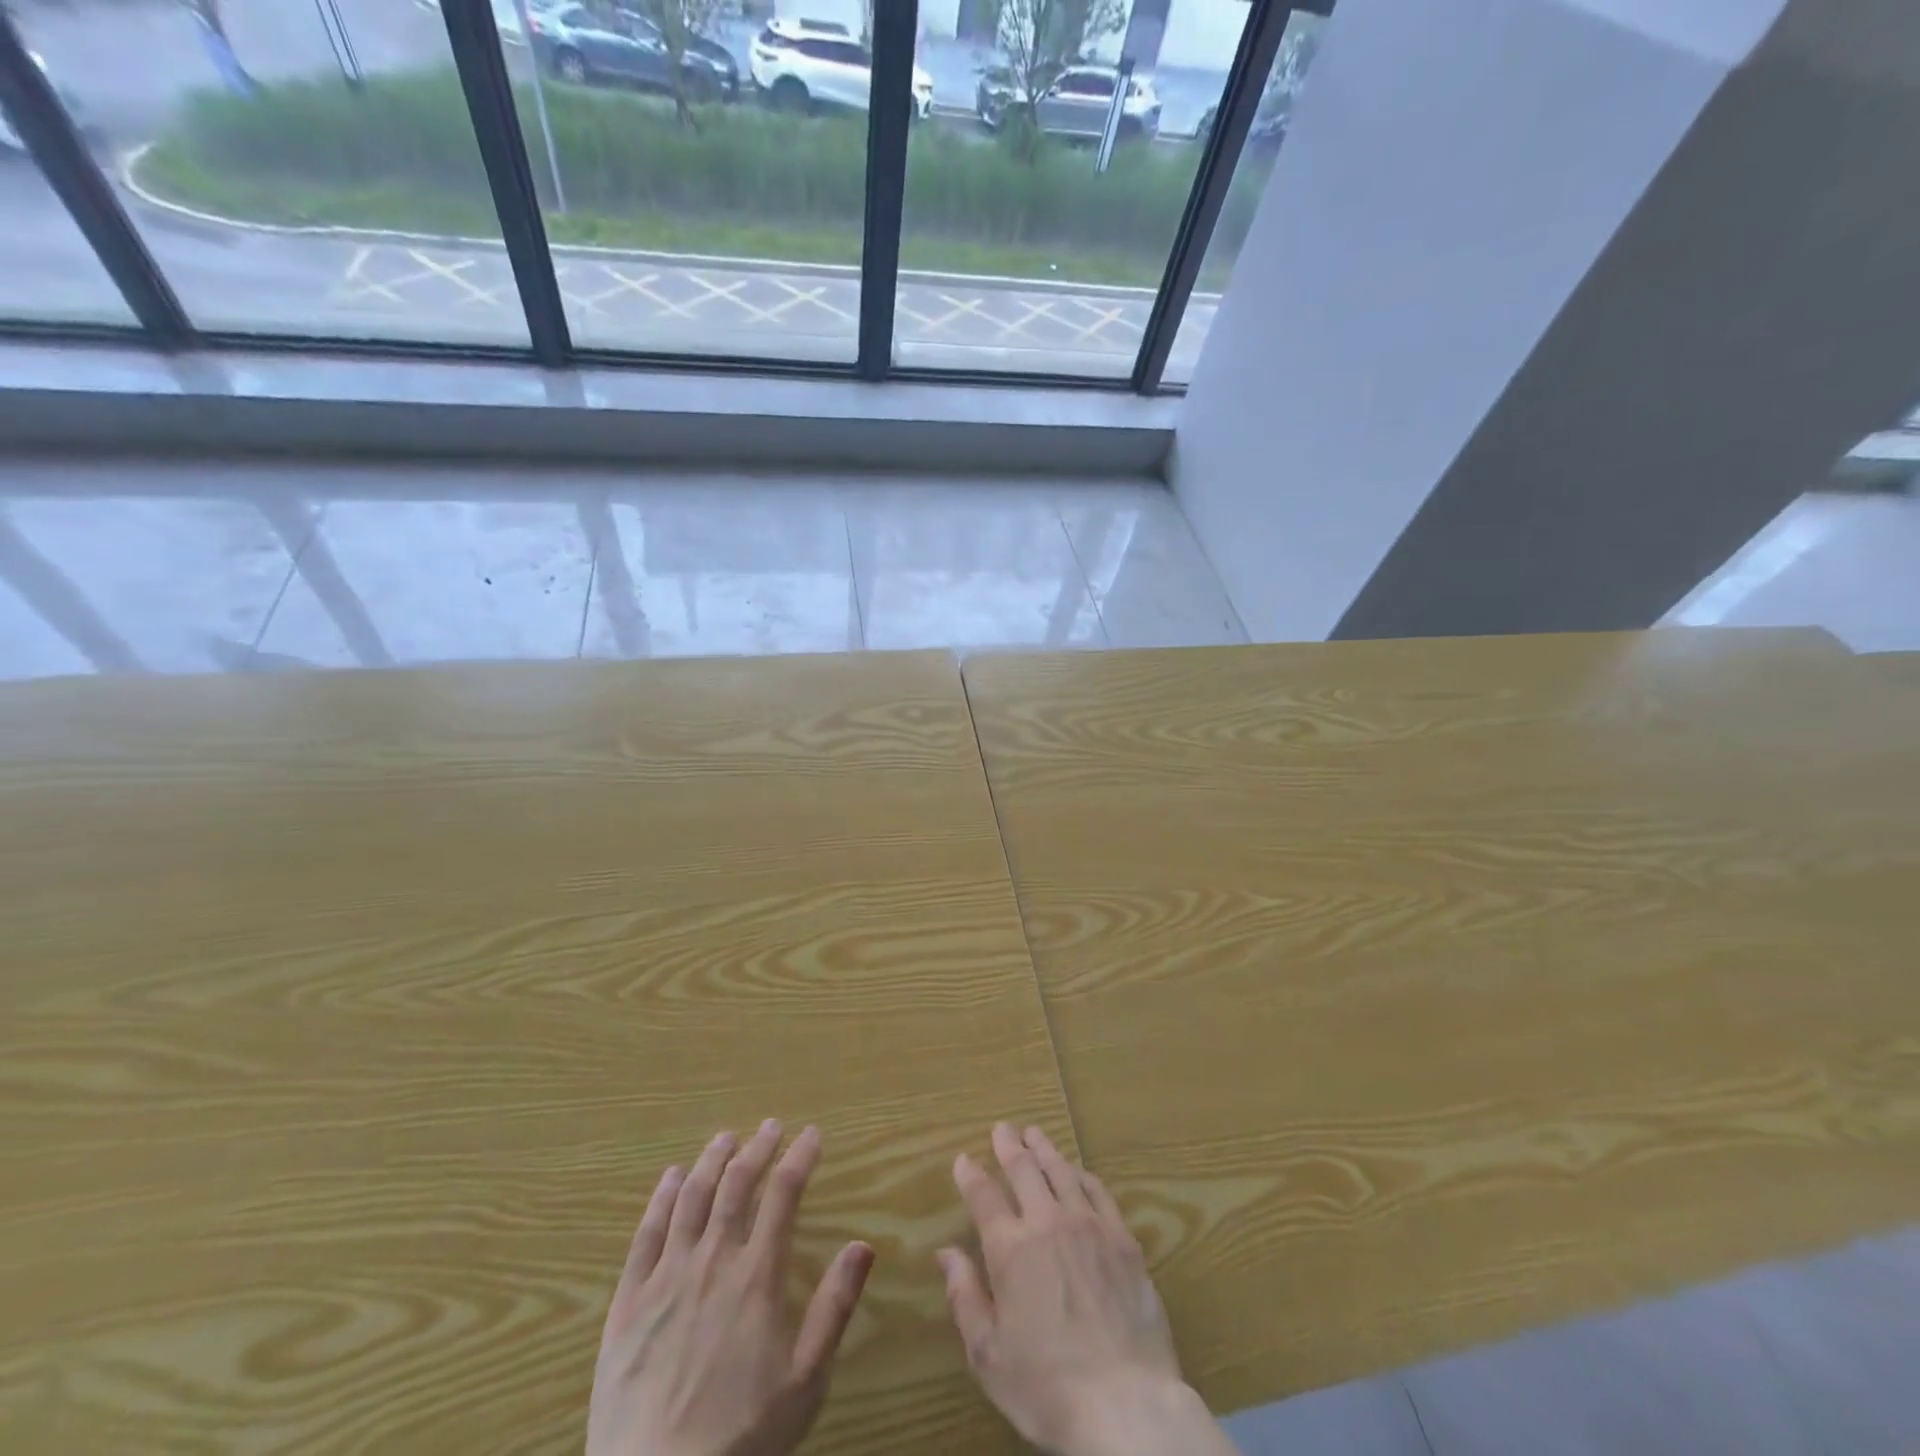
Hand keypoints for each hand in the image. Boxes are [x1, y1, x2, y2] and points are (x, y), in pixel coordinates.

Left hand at [587, 1121, 873, 1455]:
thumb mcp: (805, 1380)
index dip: (799, 1158)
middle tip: (770, 1127)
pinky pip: (646, 1234)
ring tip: (725, 1138)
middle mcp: (713, 1261)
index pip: (784, 1195)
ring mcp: (666, 1277)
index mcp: (757, 1276)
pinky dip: (661, 1198)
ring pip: (692, 1198)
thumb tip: (863, 1245)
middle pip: (737, 1185)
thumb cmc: (743, 1437)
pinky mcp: (628, 1302)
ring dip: (711, 1161)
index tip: (811, 1135)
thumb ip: (834, 1307)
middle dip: (757, 1148)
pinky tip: (670, 1178)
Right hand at [938, 1124, 1233, 1455]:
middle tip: (1002, 1128)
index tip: (963, 1159)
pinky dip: (1083, 1175)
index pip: (984, 1197)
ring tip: (1035, 1133)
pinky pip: (1099, 1192)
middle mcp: (1048, 1223)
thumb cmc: (1047, 1387)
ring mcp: (1089, 1226)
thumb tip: (946, 1252)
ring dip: (1045, 1149)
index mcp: (1010, 1249)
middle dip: (1009, 1145)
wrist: (1125, 1404)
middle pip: (1025, 1170)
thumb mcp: (989, 1355)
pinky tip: (1078, 1172)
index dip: (971, 1174)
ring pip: (1062, 1171)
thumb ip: (965, 1297)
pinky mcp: (1123, 1239)